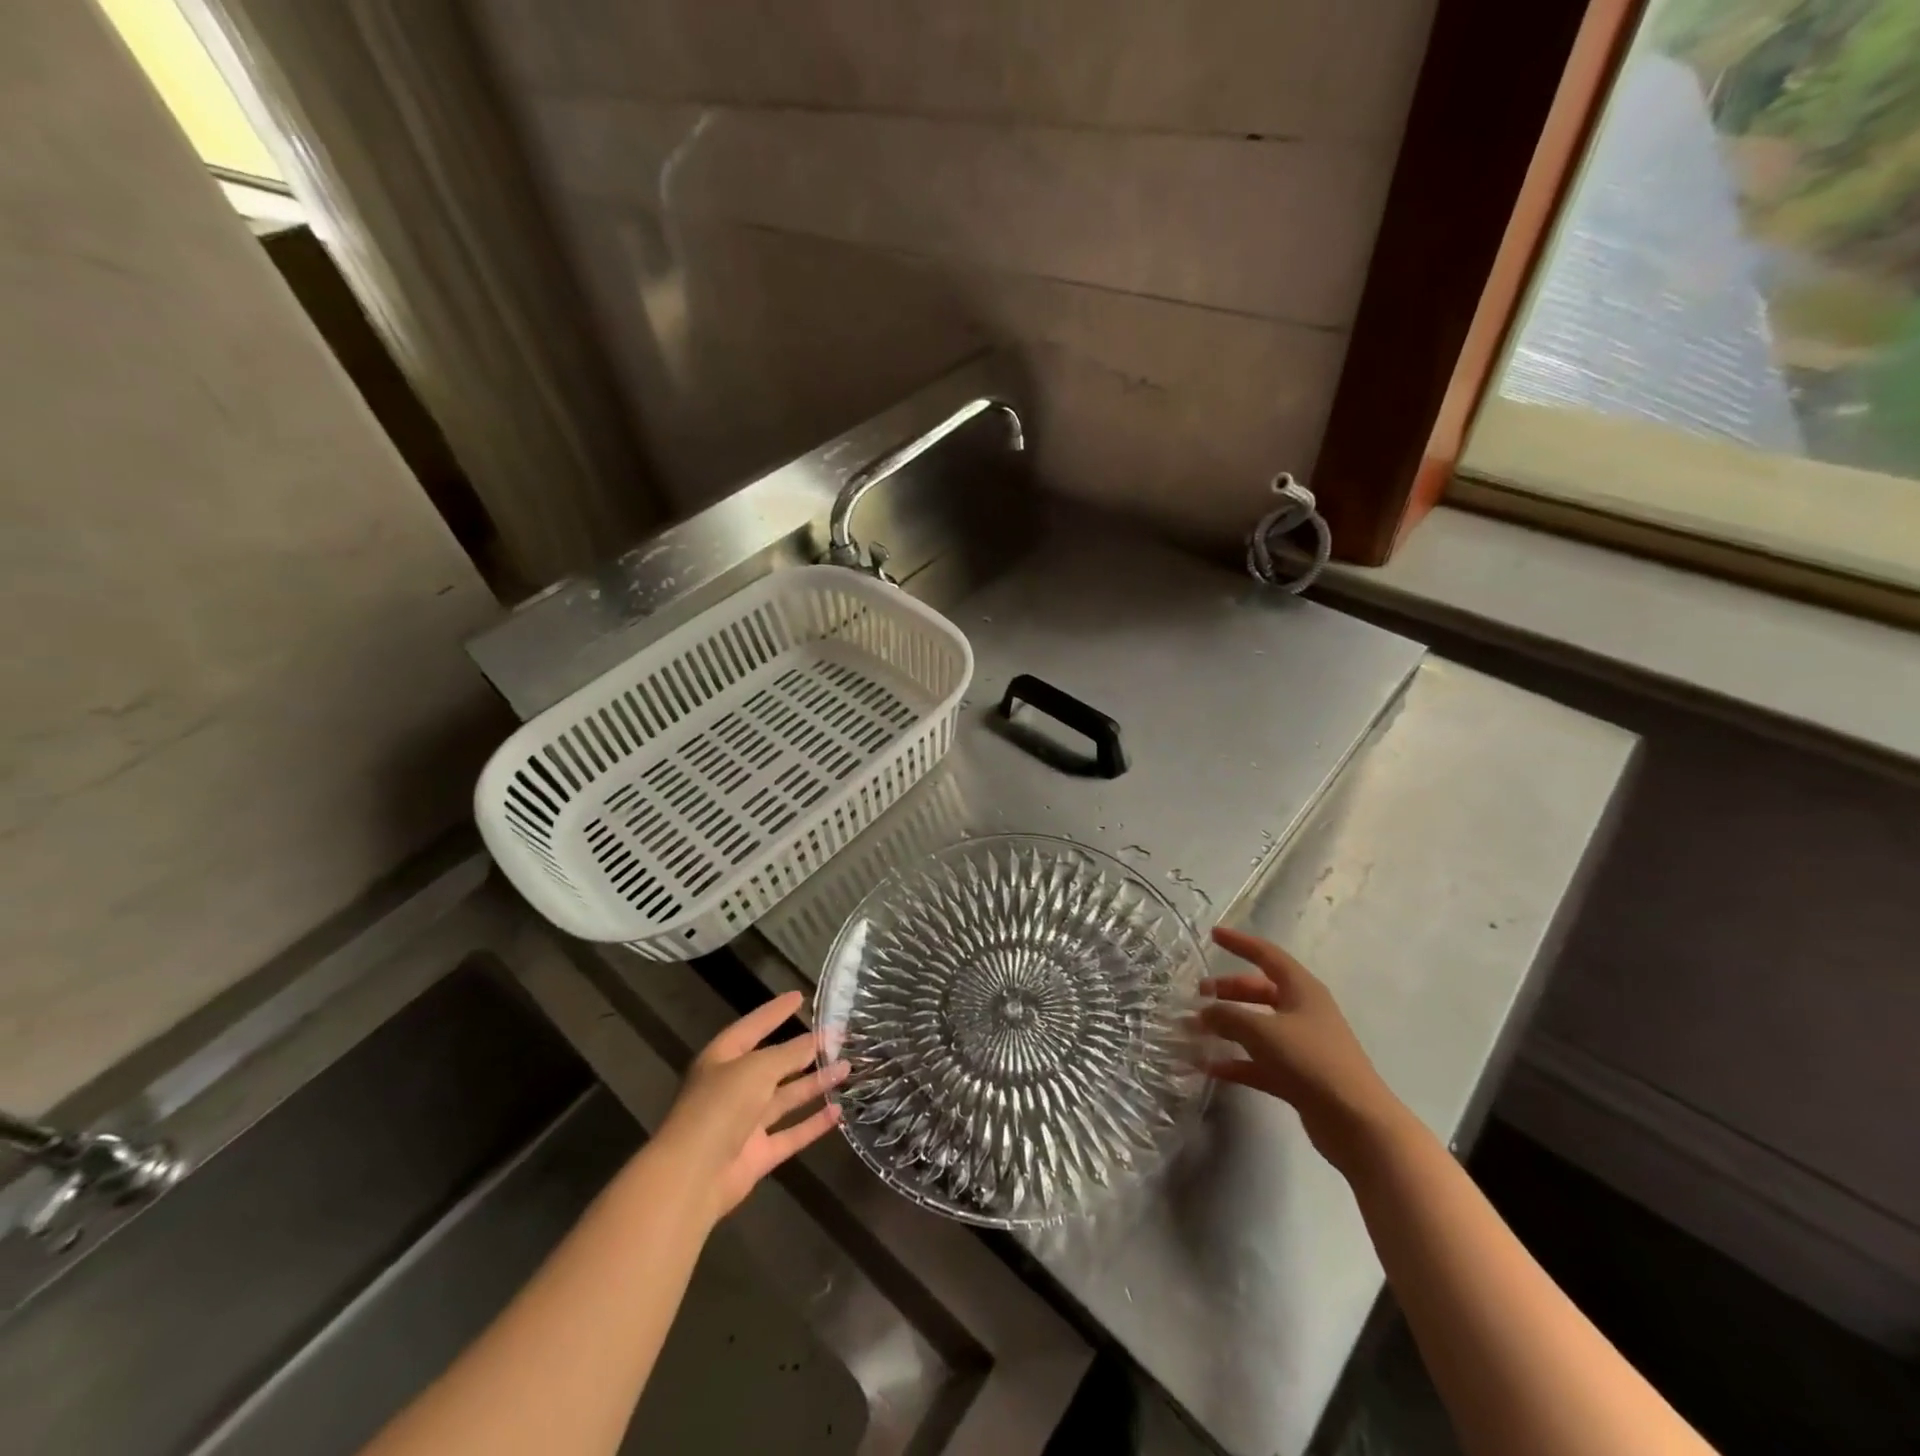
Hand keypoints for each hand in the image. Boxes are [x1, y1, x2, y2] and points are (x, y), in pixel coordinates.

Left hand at [652, 992, 847, 1220]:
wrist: (693, 1175)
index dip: (775, 1012)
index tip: (800, 997)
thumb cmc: (721, 1106)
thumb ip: (789, 1054)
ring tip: (846, 1067)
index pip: (753, 1027)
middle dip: (804, 1050)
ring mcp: (746, 1122)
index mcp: (723, 1059)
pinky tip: (838, 1112)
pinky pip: (791, 1134)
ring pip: (786, 1097)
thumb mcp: (757, 1068)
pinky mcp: (758, 1154)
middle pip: (774, 1063)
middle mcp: (733, 1087)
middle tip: (837, 1036)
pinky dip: (813, 1123)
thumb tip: (815, 1040)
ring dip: (815, 1083)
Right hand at [1199, 927, 1406, 1170]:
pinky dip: (1235, 1062)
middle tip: (1198, 994)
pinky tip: (1208, 1067)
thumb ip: (1228, 1017)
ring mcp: (1301, 1046)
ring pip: (1257, 1027)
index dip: (1240, 943)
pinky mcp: (1298, 1077)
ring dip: (1227, 1027)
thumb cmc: (1312, 1061)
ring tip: (1194, 1030)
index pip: (1267, 955)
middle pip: (1260, 991)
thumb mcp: (1263, 1032)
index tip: (1213, 934)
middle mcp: (1303, 1012)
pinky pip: (1258, 1062)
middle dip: (1228, 991)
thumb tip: (1203, 1013)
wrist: (1357, 1123)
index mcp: (1302, 990)